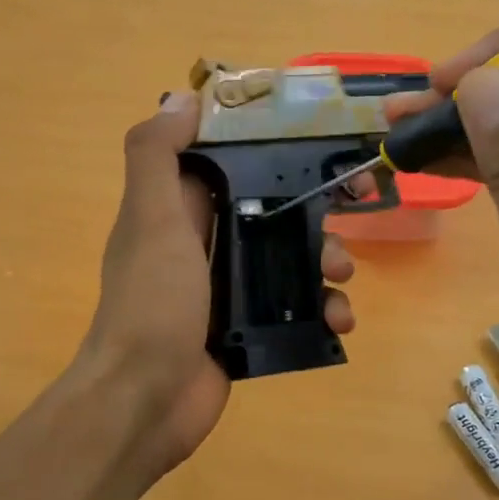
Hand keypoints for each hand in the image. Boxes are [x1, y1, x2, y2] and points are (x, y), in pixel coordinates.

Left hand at [78, 90, 356, 476]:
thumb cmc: (152, 304)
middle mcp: (200, 243)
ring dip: (324, 259)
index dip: (267, 144)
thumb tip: (181, 98)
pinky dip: (319, 309)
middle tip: (354, 204)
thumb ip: (157, 156)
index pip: (226, 160)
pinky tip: (338, 319)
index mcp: (175, 209)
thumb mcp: (150, 220)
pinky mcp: (244, 329)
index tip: (314, 136)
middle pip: (268, 208)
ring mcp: (224, 289)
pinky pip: (291, 308)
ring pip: (286, 258)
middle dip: (311, 207)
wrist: (144, 401)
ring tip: (342, 277)